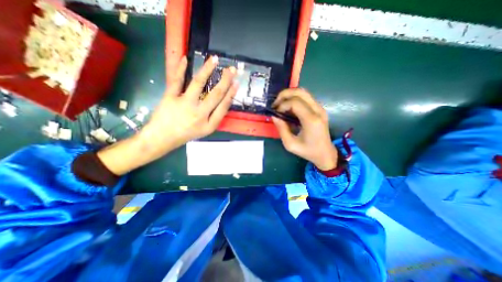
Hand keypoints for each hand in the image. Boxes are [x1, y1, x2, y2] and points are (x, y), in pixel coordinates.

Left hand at [138, 55, 237, 155]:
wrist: (163, 138)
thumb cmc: (187, 134)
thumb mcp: (206, 130)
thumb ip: (215, 117)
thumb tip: (224, 101)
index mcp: (209, 124)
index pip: (223, 106)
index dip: (231, 93)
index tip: (236, 83)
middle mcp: (199, 114)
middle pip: (215, 94)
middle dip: (225, 80)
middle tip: (232, 69)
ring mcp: (184, 104)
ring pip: (198, 83)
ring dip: (207, 70)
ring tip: (213, 59)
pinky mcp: (170, 97)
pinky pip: (176, 80)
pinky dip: (180, 68)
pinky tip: (185, 59)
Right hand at [271, 90, 336, 170]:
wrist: (325, 153)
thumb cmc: (308, 151)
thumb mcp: (290, 144)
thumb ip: (281, 129)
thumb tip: (274, 116)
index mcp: (311, 120)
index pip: (295, 103)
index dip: (282, 105)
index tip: (276, 113)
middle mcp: (317, 110)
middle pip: (300, 92)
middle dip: (284, 94)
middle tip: (275, 103)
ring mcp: (320, 108)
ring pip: (304, 92)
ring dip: (289, 95)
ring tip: (280, 104)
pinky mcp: (319, 109)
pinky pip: (306, 98)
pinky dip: (295, 98)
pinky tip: (288, 107)